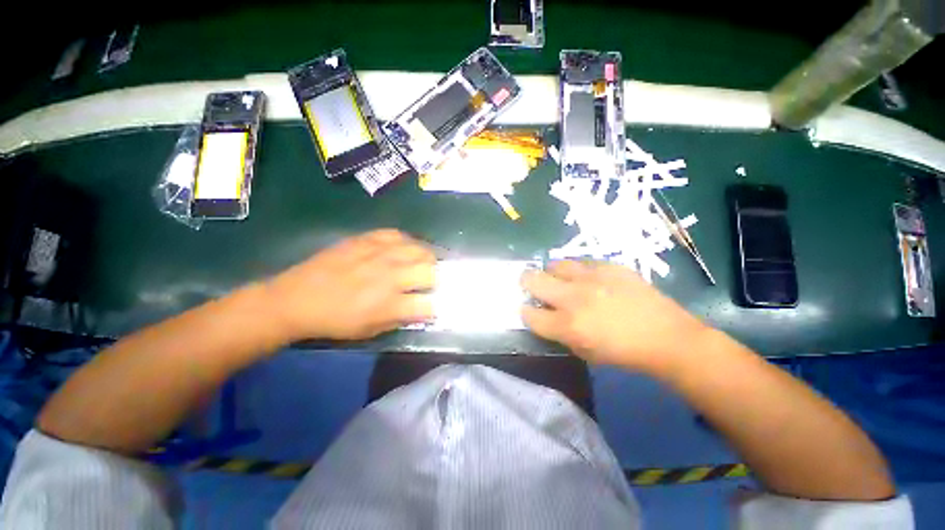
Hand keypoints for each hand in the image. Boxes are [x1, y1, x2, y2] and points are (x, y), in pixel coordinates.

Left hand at [264, 230, 434, 340]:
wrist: (297, 299)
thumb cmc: (334, 321)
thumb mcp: (370, 330)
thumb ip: (401, 319)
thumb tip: (422, 309)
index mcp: (390, 304)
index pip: (429, 304)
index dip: (435, 307)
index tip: (432, 306)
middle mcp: (390, 276)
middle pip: (431, 272)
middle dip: (435, 279)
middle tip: (428, 283)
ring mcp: (380, 254)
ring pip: (420, 249)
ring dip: (425, 259)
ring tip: (420, 263)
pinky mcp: (367, 239)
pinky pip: (398, 234)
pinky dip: (406, 242)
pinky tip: (402, 249)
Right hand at [521, 260, 708, 373]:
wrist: (666, 337)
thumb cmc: (622, 353)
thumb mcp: (583, 351)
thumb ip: (557, 332)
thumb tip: (543, 315)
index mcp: (568, 325)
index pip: (529, 314)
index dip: (525, 312)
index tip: (530, 311)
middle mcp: (574, 297)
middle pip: (532, 279)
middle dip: (527, 282)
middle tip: (533, 286)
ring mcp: (592, 278)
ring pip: (554, 264)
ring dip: (552, 273)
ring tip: (562, 280)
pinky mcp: (609, 266)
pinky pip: (581, 262)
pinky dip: (577, 271)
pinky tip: (588, 279)